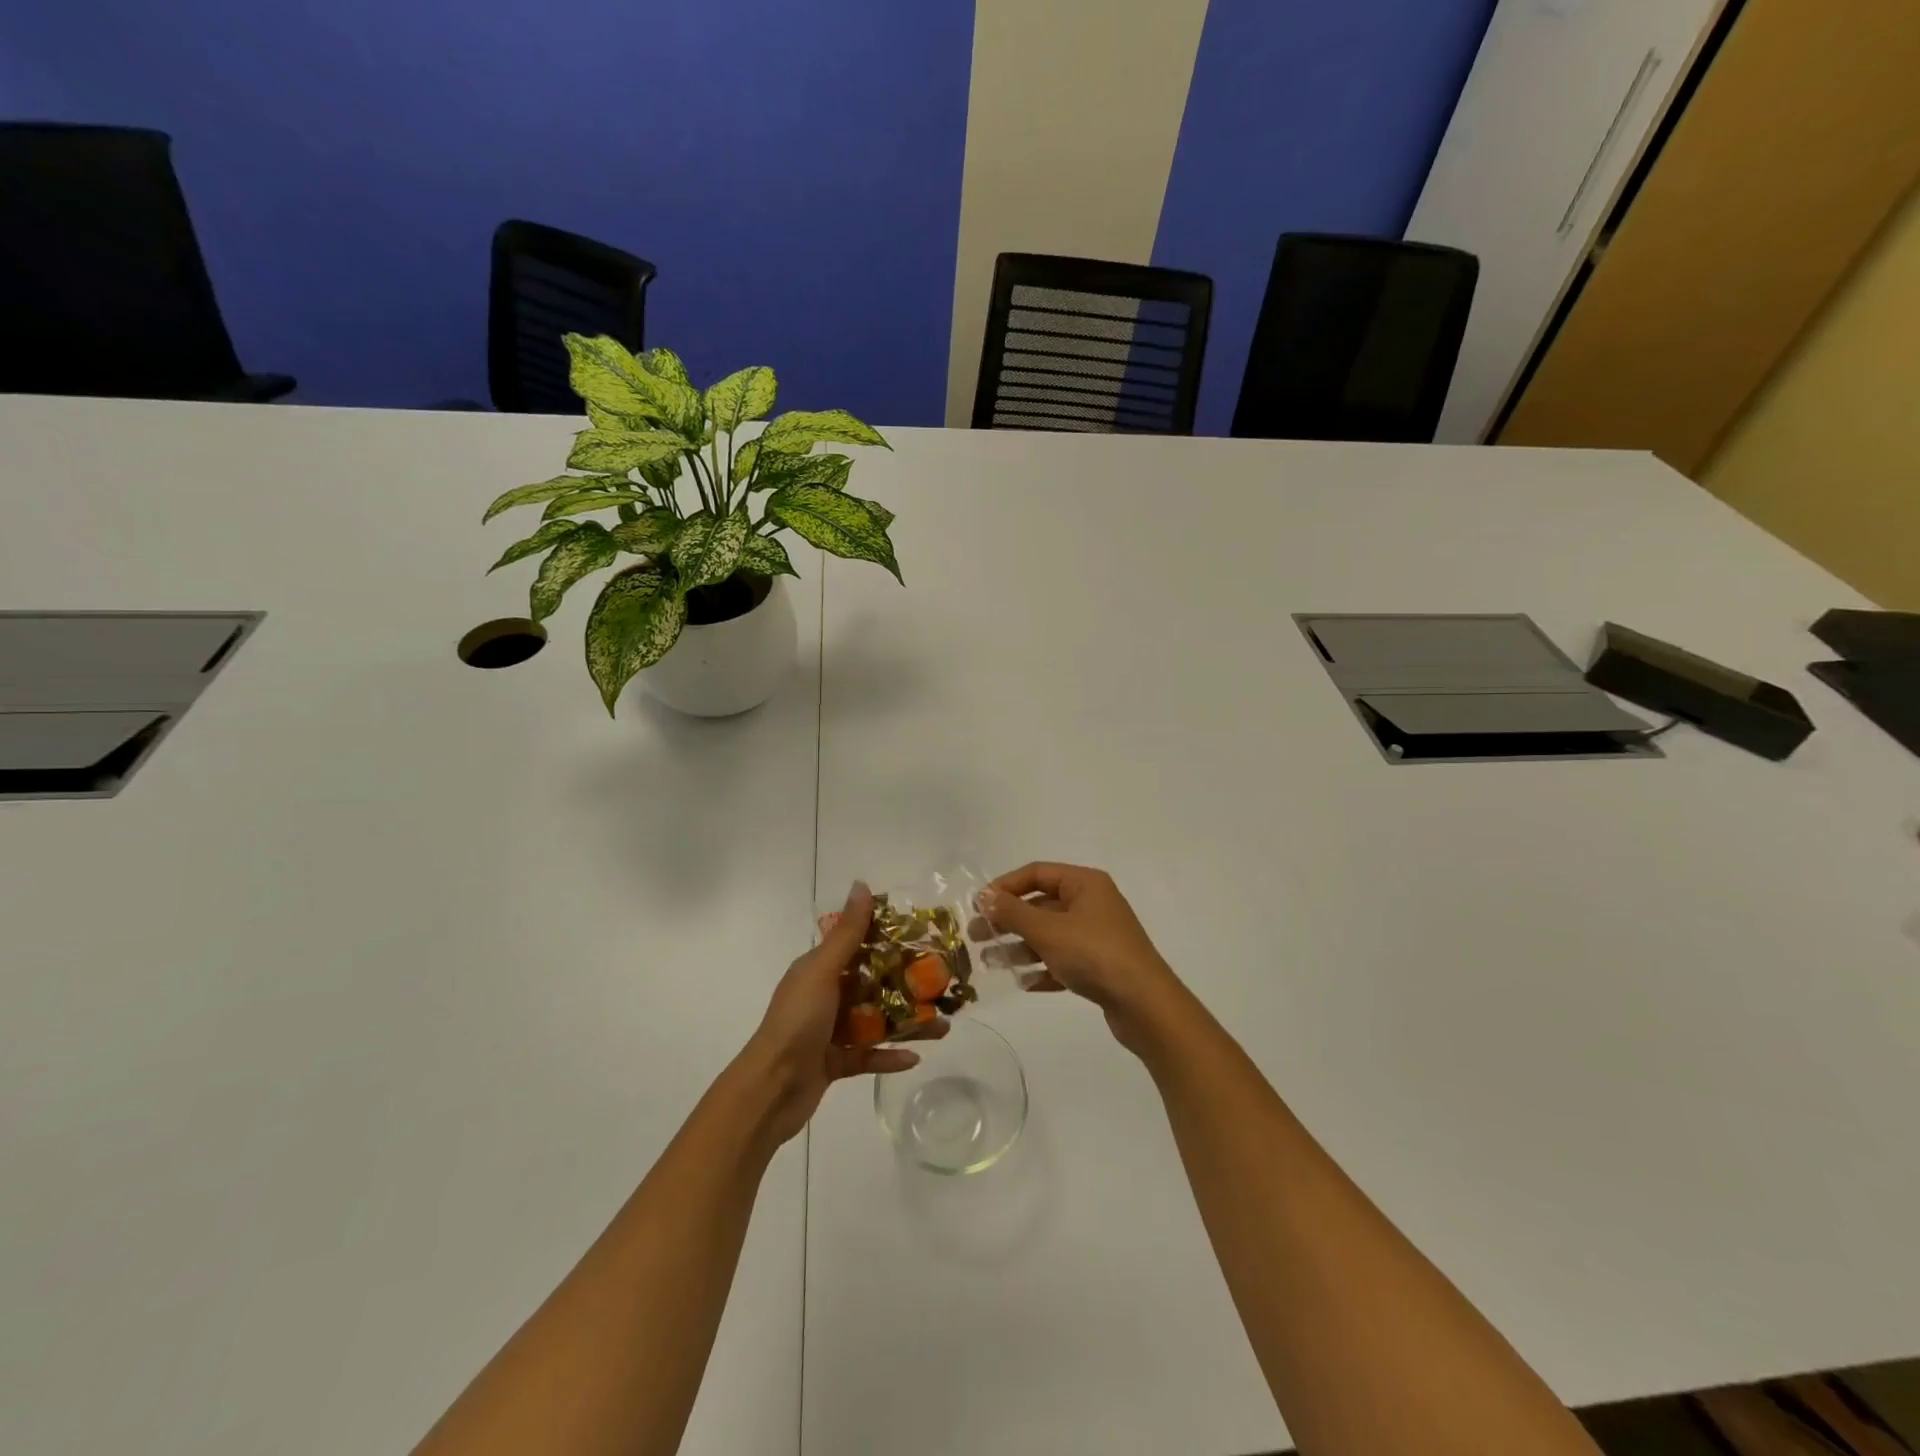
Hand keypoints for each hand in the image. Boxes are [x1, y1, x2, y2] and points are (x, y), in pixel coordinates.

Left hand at [738, 882, 935, 1145]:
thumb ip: (847, 933)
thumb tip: (862, 884)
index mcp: (819, 969)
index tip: (926, 940)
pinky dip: (889, 1056)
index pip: (860, 947)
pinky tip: (914, 1058)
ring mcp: (829, 1031)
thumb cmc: (797, 1021)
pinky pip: (868, 1055)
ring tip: (942, 1028)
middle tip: (943, 988)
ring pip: (876, 1022)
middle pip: (874, 985)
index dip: (891, 941)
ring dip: (908, 1024)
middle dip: (908, 986)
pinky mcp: (835, 1063)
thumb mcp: (822, 971)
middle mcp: (825, 996)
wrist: (770, 1089)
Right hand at [980, 863, 1182, 1048]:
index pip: (1037, 873)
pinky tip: (1023, 983)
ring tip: (990, 963)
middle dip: (1008, 920)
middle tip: (976, 937)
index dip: (1005, 886)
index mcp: (1085, 883)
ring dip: (1020, 947)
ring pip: (1050, 935)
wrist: (1145, 1005)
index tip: (979, 906)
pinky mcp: (1100, 967)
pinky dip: (1043, 969)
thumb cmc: (1094, 954)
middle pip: (1041, 905)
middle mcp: (1092, 904)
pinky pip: (1063, 961)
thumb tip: (984, 897)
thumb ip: (1013, 912)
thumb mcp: (1048, 930)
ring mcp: (1097, 936)